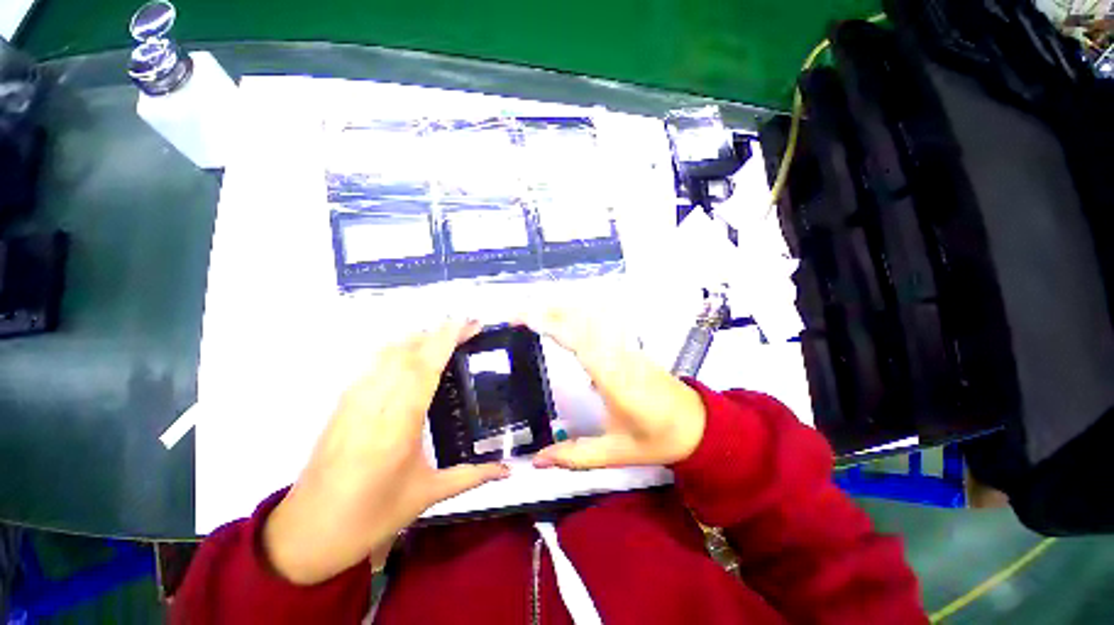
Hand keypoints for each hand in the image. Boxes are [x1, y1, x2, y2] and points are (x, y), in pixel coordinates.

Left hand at [264, 320, 509, 584]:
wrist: (307, 533)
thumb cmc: (372, 517)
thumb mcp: (428, 495)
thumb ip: (472, 476)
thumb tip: (510, 469)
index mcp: (398, 427)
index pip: (424, 368)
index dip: (446, 340)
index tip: (467, 324)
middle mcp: (373, 405)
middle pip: (406, 352)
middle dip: (438, 333)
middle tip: (466, 329)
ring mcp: (353, 401)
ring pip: (386, 353)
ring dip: (417, 338)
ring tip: (444, 338)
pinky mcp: (341, 404)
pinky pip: (372, 364)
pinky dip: (395, 350)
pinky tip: (410, 354)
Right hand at [522, 308, 706, 469]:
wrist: (698, 423)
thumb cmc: (658, 438)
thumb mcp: (616, 453)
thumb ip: (575, 456)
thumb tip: (537, 460)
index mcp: (613, 378)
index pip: (578, 341)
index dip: (550, 325)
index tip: (523, 319)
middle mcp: (618, 354)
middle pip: (582, 320)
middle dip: (548, 311)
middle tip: (517, 315)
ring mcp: (625, 346)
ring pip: (591, 316)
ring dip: (561, 309)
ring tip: (533, 312)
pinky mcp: (628, 346)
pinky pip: (600, 322)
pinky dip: (577, 314)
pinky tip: (563, 318)